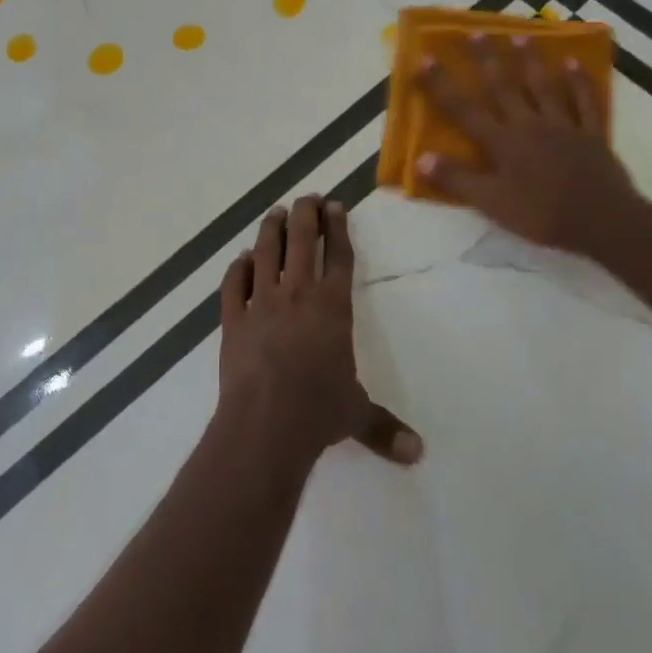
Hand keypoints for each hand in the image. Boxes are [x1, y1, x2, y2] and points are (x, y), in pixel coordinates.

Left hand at [217, 195, 422, 468]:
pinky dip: (237, 268)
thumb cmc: (318, 412)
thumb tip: (419, 454)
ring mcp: (261, 303)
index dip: (338, 229)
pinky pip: (233, 284)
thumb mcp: (357, 416)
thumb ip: (385, 428)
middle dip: (305, 215)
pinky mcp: (232, 319)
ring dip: (271, 230)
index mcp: (332, 308)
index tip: (335, 207)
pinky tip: (241, 259)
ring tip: (275, 213)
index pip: (338, 257)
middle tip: (307, 198)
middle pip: (302, 242)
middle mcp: (297, 295)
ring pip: (266, 253)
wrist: (265, 422)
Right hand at [416, 35, 649, 261]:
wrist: (602, 221)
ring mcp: (563, 125)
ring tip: (520, 36)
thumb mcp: (491, 203)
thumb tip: (421, 158)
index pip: (463, 109)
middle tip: (475, 31)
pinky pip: (584, 101)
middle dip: (485, 59)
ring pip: (543, 86)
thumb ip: (457, 179)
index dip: (441, 85)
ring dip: (530, 61)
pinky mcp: (591, 133)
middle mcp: (528, 124)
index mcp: (502, 142)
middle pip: (503, 86)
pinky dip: (579, 81)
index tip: (424, 59)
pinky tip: (574, 63)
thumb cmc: (541, 214)